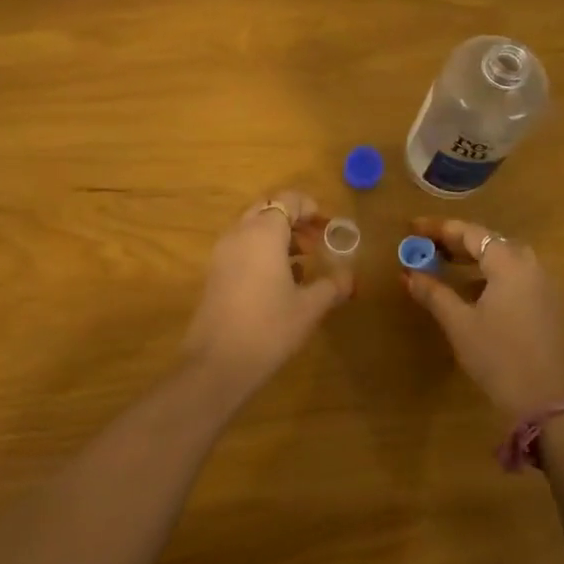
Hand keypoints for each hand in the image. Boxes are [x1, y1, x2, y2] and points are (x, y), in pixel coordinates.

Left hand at [181, 192, 353, 393]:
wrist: (218, 362)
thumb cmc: (269, 327)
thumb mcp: (309, 307)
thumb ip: (332, 286)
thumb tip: (350, 277)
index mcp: (263, 233)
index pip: (286, 200)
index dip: (308, 207)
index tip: (325, 225)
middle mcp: (239, 234)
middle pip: (266, 209)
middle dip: (292, 220)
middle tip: (315, 241)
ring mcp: (222, 253)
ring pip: (251, 228)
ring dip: (276, 236)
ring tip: (302, 261)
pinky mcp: (214, 273)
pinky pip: (241, 247)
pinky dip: (261, 251)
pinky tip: (280, 280)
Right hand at [404, 217, 563, 417]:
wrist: (546, 400)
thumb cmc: (498, 356)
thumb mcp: (459, 323)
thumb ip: (433, 293)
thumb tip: (408, 273)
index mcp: (509, 263)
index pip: (470, 233)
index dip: (439, 229)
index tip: (413, 228)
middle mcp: (530, 265)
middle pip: (489, 241)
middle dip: (455, 241)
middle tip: (425, 245)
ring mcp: (542, 285)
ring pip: (503, 258)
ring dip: (473, 257)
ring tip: (443, 263)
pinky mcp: (546, 304)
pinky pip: (514, 275)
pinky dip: (489, 274)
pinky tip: (471, 290)